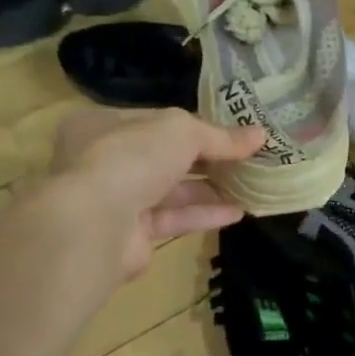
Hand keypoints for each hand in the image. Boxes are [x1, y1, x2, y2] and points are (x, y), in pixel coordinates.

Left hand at [45, 107, 263, 276]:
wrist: (94, 225)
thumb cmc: (131, 158)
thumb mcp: (182, 131)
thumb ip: (220, 136)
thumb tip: (260, 135)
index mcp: (103, 125)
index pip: (156, 121)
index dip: (196, 125)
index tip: (232, 132)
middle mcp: (103, 160)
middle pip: (164, 156)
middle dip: (206, 159)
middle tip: (246, 160)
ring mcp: (114, 199)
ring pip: (170, 190)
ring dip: (210, 189)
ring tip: (250, 186)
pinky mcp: (129, 234)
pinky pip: (172, 219)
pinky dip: (204, 214)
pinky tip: (237, 212)